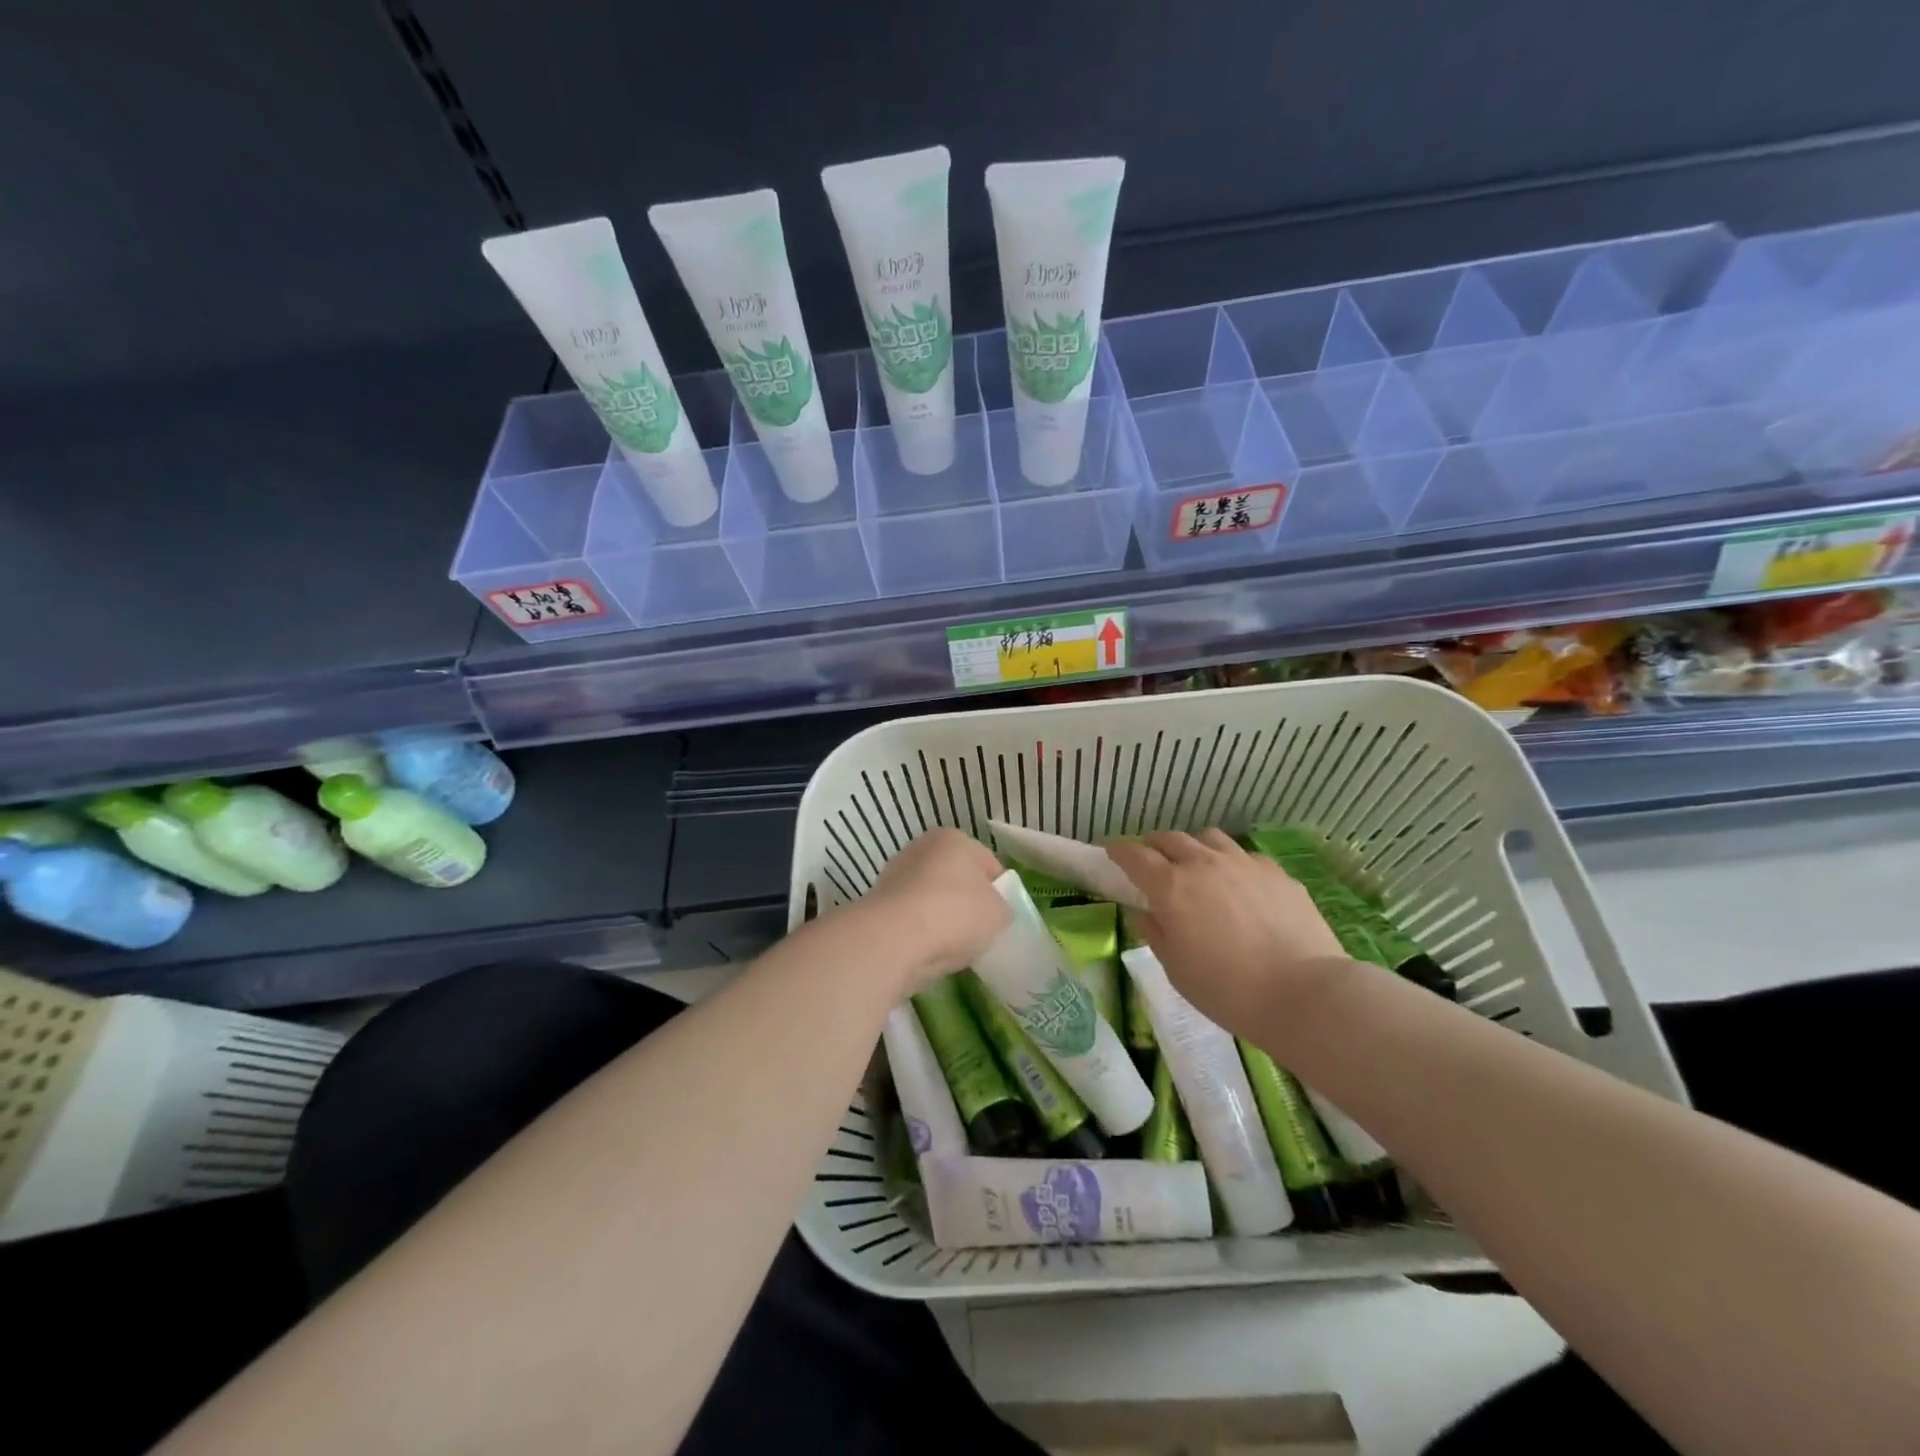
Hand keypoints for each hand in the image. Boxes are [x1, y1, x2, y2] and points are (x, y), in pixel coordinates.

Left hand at [859, 828, 1010, 991]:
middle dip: (968, 903)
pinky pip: (912, 918)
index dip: (999, 890)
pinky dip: (922, 931)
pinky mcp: (879, 903)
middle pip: (957, 879)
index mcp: (954, 838)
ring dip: (943, 918)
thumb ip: (1002, 908)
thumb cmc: (955, 913)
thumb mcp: (999, 913)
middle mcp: (922, 848)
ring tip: (954, 947)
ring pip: (933, 899)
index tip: (1002, 916)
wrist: (895, 938)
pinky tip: (930, 951)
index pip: (988, 863)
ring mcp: (897, 874)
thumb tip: (993, 913)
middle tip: (980, 932)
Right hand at [1107, 830, 1347, 1036]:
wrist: (1303, 993)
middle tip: (1151, 860)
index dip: (1118, 849)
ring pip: (1209, 838)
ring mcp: (1243, 863)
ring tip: (1195, 865)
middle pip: (1170, 839)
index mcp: (1171, 887)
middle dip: (1154, 845)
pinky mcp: (1276, 872)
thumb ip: (1154, 933)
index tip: (1110, 849)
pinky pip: (1244, 855)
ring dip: (1193, 847)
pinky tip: (1238, 884)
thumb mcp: (1176, 969)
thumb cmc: (1227, 989)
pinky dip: (1230, 862)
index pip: (1134, 855)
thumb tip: (1142, 912)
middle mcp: (1203, 864)